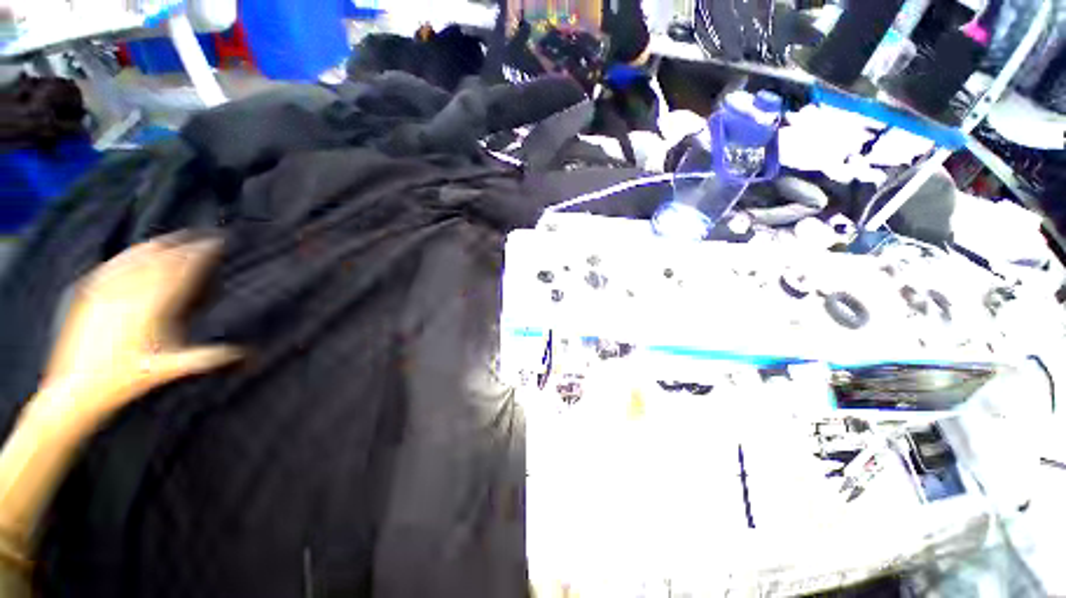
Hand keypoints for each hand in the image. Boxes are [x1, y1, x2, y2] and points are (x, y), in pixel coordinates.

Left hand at [41, 233, 239, 417]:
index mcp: (152, 309)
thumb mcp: (167, 370)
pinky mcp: (88, 298)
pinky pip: (111, 268)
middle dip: (181, 246)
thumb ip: (205, 358)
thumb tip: (242, 353)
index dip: (199, 255)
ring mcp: (106, 294)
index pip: (180, 272)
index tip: (215, 243)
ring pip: (134, 260)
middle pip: (159, 261)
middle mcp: (129, 295)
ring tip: (170, 238)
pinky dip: (126, 256)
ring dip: (155, 246)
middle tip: (199, 236)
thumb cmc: (125, 381)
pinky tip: (132, 253)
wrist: (76, 389)